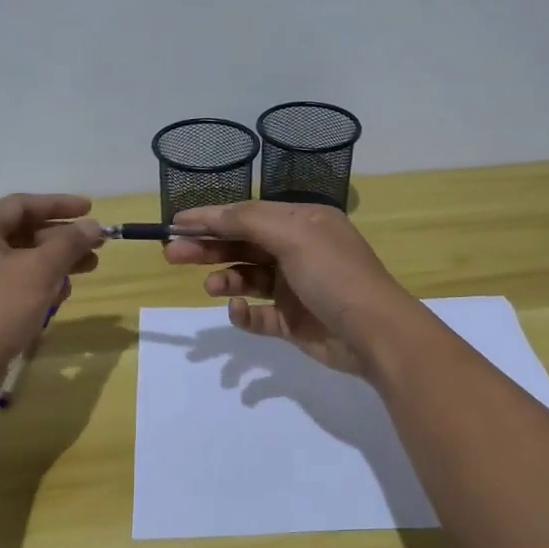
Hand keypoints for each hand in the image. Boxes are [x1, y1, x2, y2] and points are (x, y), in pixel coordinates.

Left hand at [0, 194, 104, 411]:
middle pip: (24, 233)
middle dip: (62, 237)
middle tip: (96, 244)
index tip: (90, 209)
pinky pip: (17, 285)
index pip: (21, 205)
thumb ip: (69, 244)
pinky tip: (61, 295)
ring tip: (89, 268)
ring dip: (57, 262)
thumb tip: (94, 226)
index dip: (58, 204)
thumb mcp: (39, 271)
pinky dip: (41, 285)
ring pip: (23, 261)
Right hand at [163, 201, 417, 377]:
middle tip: (173, 254)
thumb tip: (213, 215)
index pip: (248, 214)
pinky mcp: (293, 322)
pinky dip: (244, 313)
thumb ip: (248, 220)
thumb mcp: (292, 235)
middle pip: (243, 245)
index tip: (175, 223)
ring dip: (225, 280)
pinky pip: (259, 315)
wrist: (375, 333)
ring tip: (210, 287)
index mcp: (303, 222)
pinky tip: (237, 310)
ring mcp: (296, 288)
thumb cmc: (334, 274)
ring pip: (248, 279)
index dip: (211, 218)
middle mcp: (298, 251)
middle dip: (209, 248)